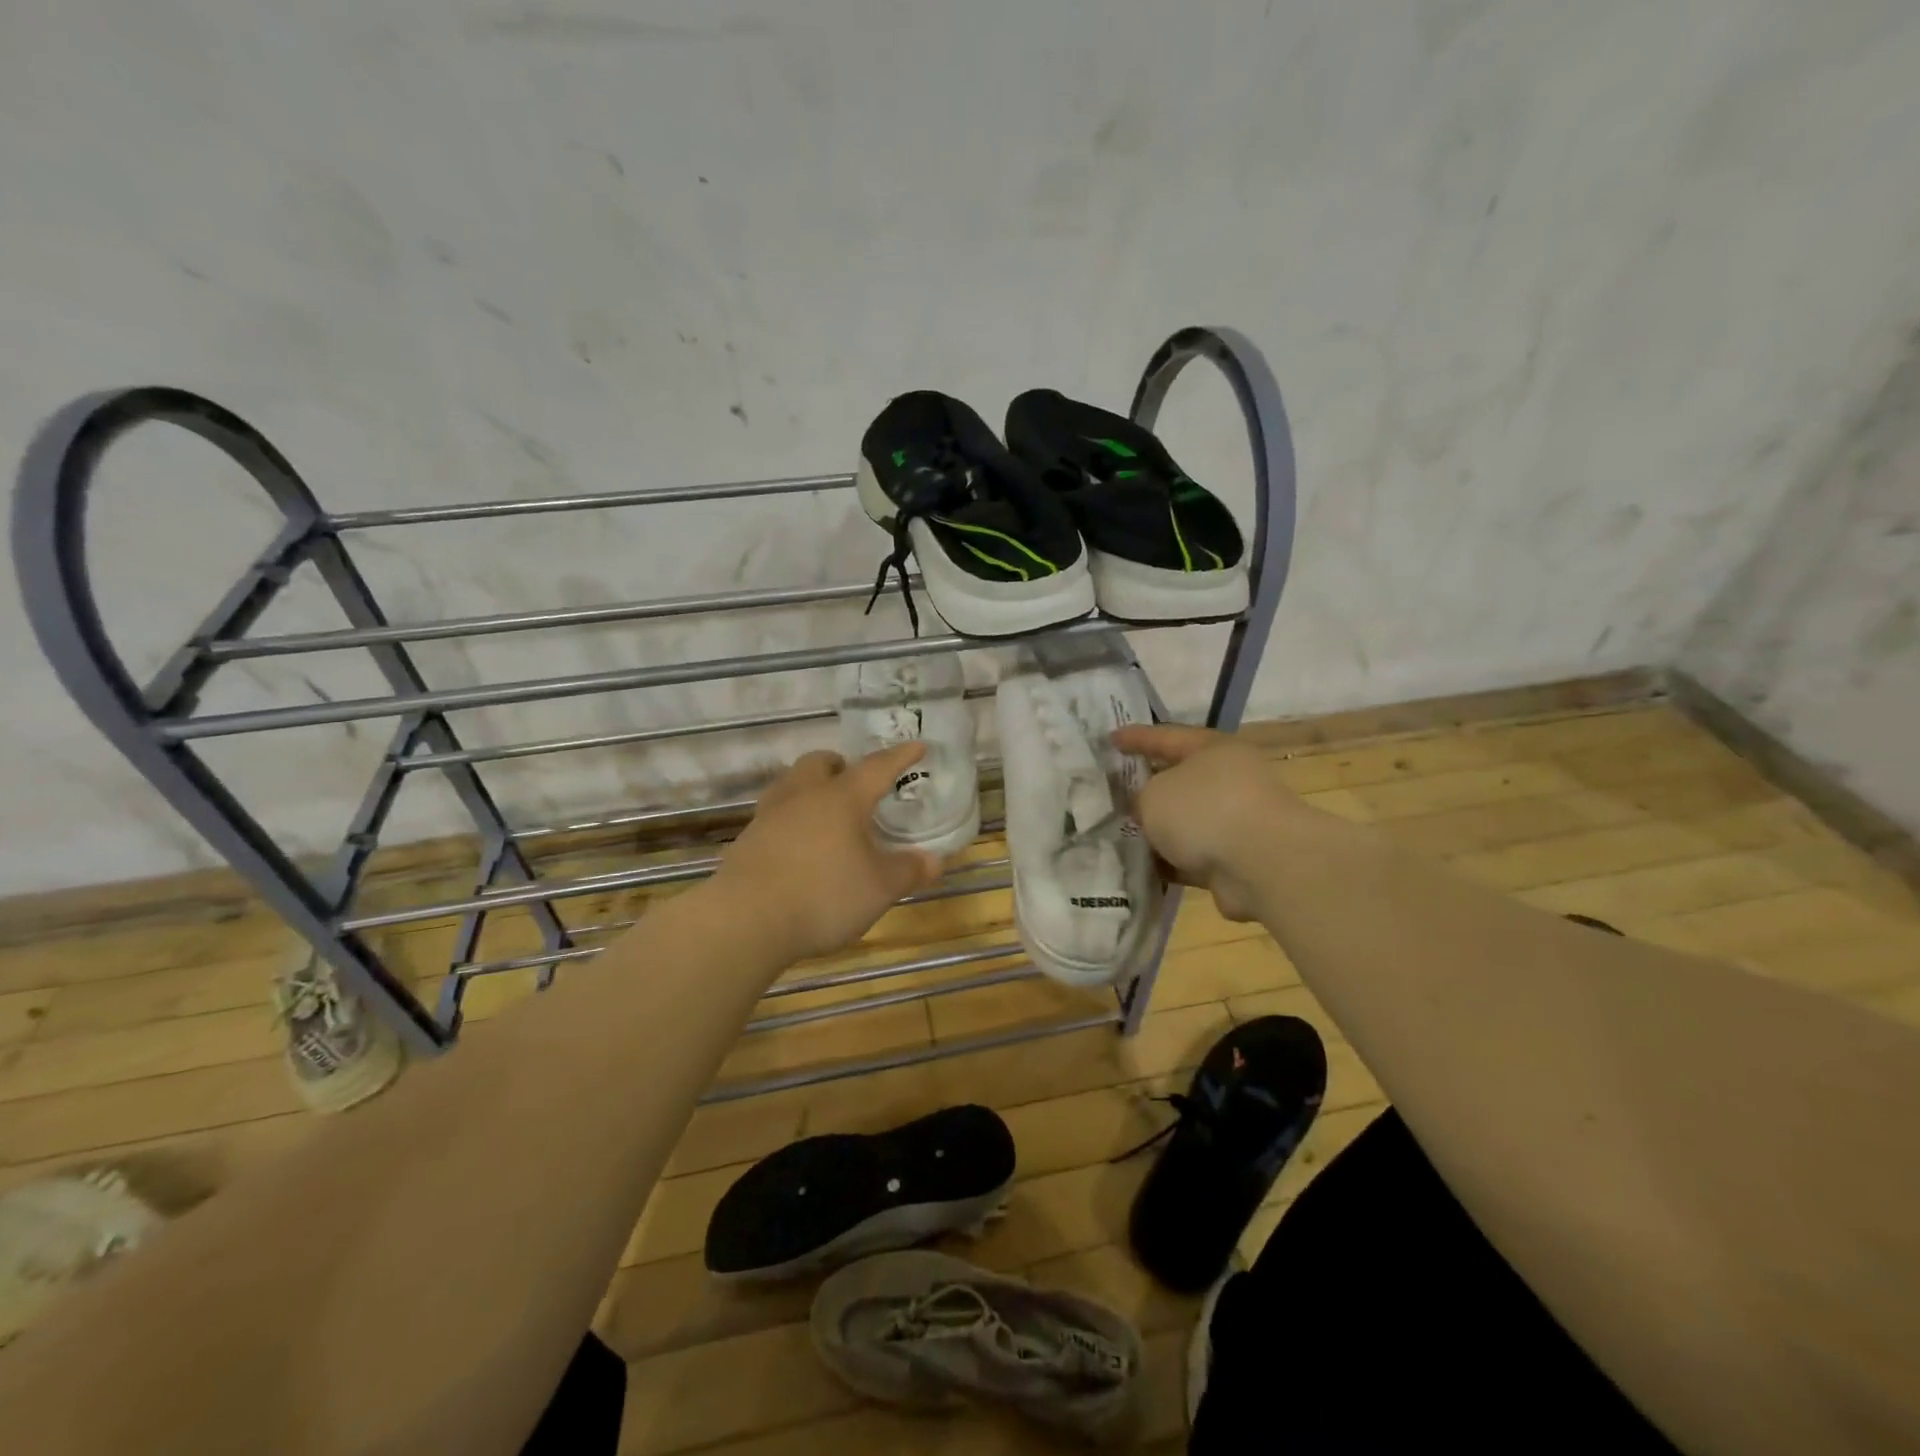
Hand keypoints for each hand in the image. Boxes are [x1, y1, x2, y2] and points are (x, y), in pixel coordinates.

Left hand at [713, 744, 945, 960]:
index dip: (900, 757)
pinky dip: (790, 821)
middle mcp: (803, 796)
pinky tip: (798, 847)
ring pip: (790, 785)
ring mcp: (769, 817)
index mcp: (842, 798)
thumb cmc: (824, 895)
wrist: (746, 921)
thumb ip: (908, 870)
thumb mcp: (880, 888)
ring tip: (825, 812)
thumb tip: (935, 860)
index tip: (917, 746)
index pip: (877, 767)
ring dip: (809, 789)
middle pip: (819, 763)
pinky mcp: (747, 842)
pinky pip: (773, 817)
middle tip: (854, 782)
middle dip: (839, 765)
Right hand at [1111, 724, 1296, 921]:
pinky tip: (1139, 867)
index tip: (1109, 739)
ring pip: (1184, 822)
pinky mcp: (1235, 860)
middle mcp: (1228, 780)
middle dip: (1145, 788)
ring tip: (1116, 834)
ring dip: (1157, 830)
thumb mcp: (1154, 795)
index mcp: (1213, 750)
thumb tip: (1145, 810)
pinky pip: (1191, 856)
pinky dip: (1169, 861)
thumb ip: (1140, 798)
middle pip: (1178, 780)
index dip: (1136, 737)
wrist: (1263, 865)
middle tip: (1110, 791)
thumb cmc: (1205, 810)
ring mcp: (1235, 822)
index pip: (1166, 737)